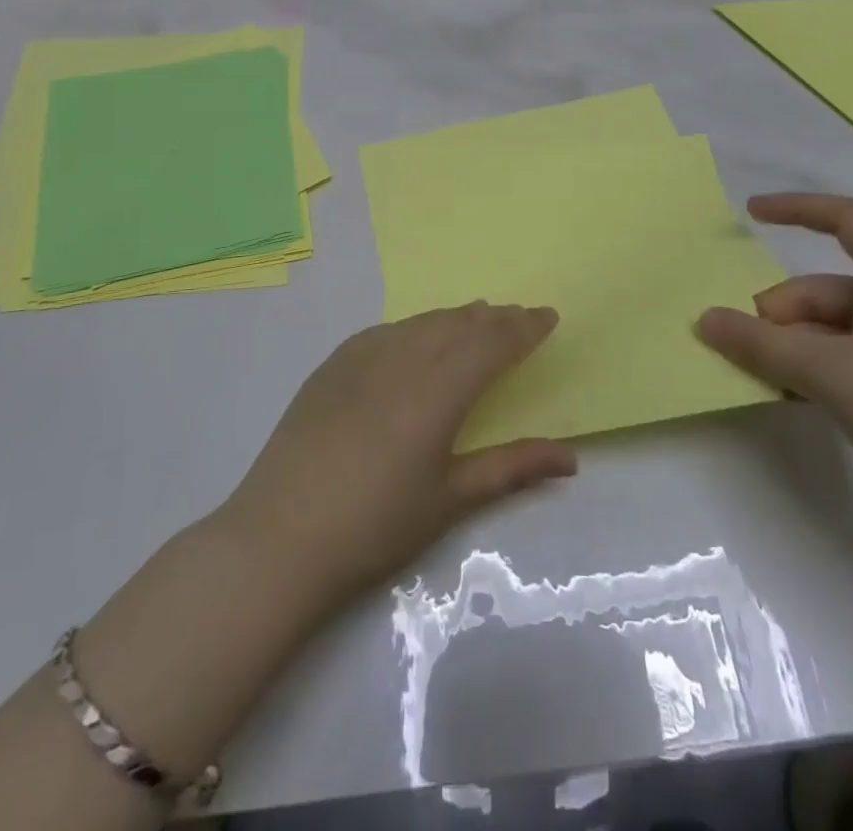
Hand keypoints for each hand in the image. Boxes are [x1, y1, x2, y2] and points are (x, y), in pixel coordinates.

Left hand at [220, 303, 576, 614]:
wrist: (281, 536)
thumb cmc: (375, 525)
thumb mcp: (450, 499)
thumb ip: (511, 468)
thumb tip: (571, 458)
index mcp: (438, 389)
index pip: (491, 344)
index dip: (523, 328)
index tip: (548, 316)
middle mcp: (403, 359)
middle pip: (459, 325)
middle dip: (494, 318)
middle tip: (520, 315)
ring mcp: (361, 357)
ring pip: (421, 323)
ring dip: (455, 318)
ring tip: (477, 315)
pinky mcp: (332, 366)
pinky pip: (385, 331)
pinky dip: (414, 327)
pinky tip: (416, 335)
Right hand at [697, 194, 852, 549]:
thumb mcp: (827, 371)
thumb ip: (760, 343)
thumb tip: (705, 319)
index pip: (846, 218)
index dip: (797, 209)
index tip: (750, 214)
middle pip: (827, 287)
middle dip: (781, 313)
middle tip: (747, 350)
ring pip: (835, 329)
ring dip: (794, 348)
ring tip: (765, 380)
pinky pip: (852, 360)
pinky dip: (818, 371)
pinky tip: (796, 400)